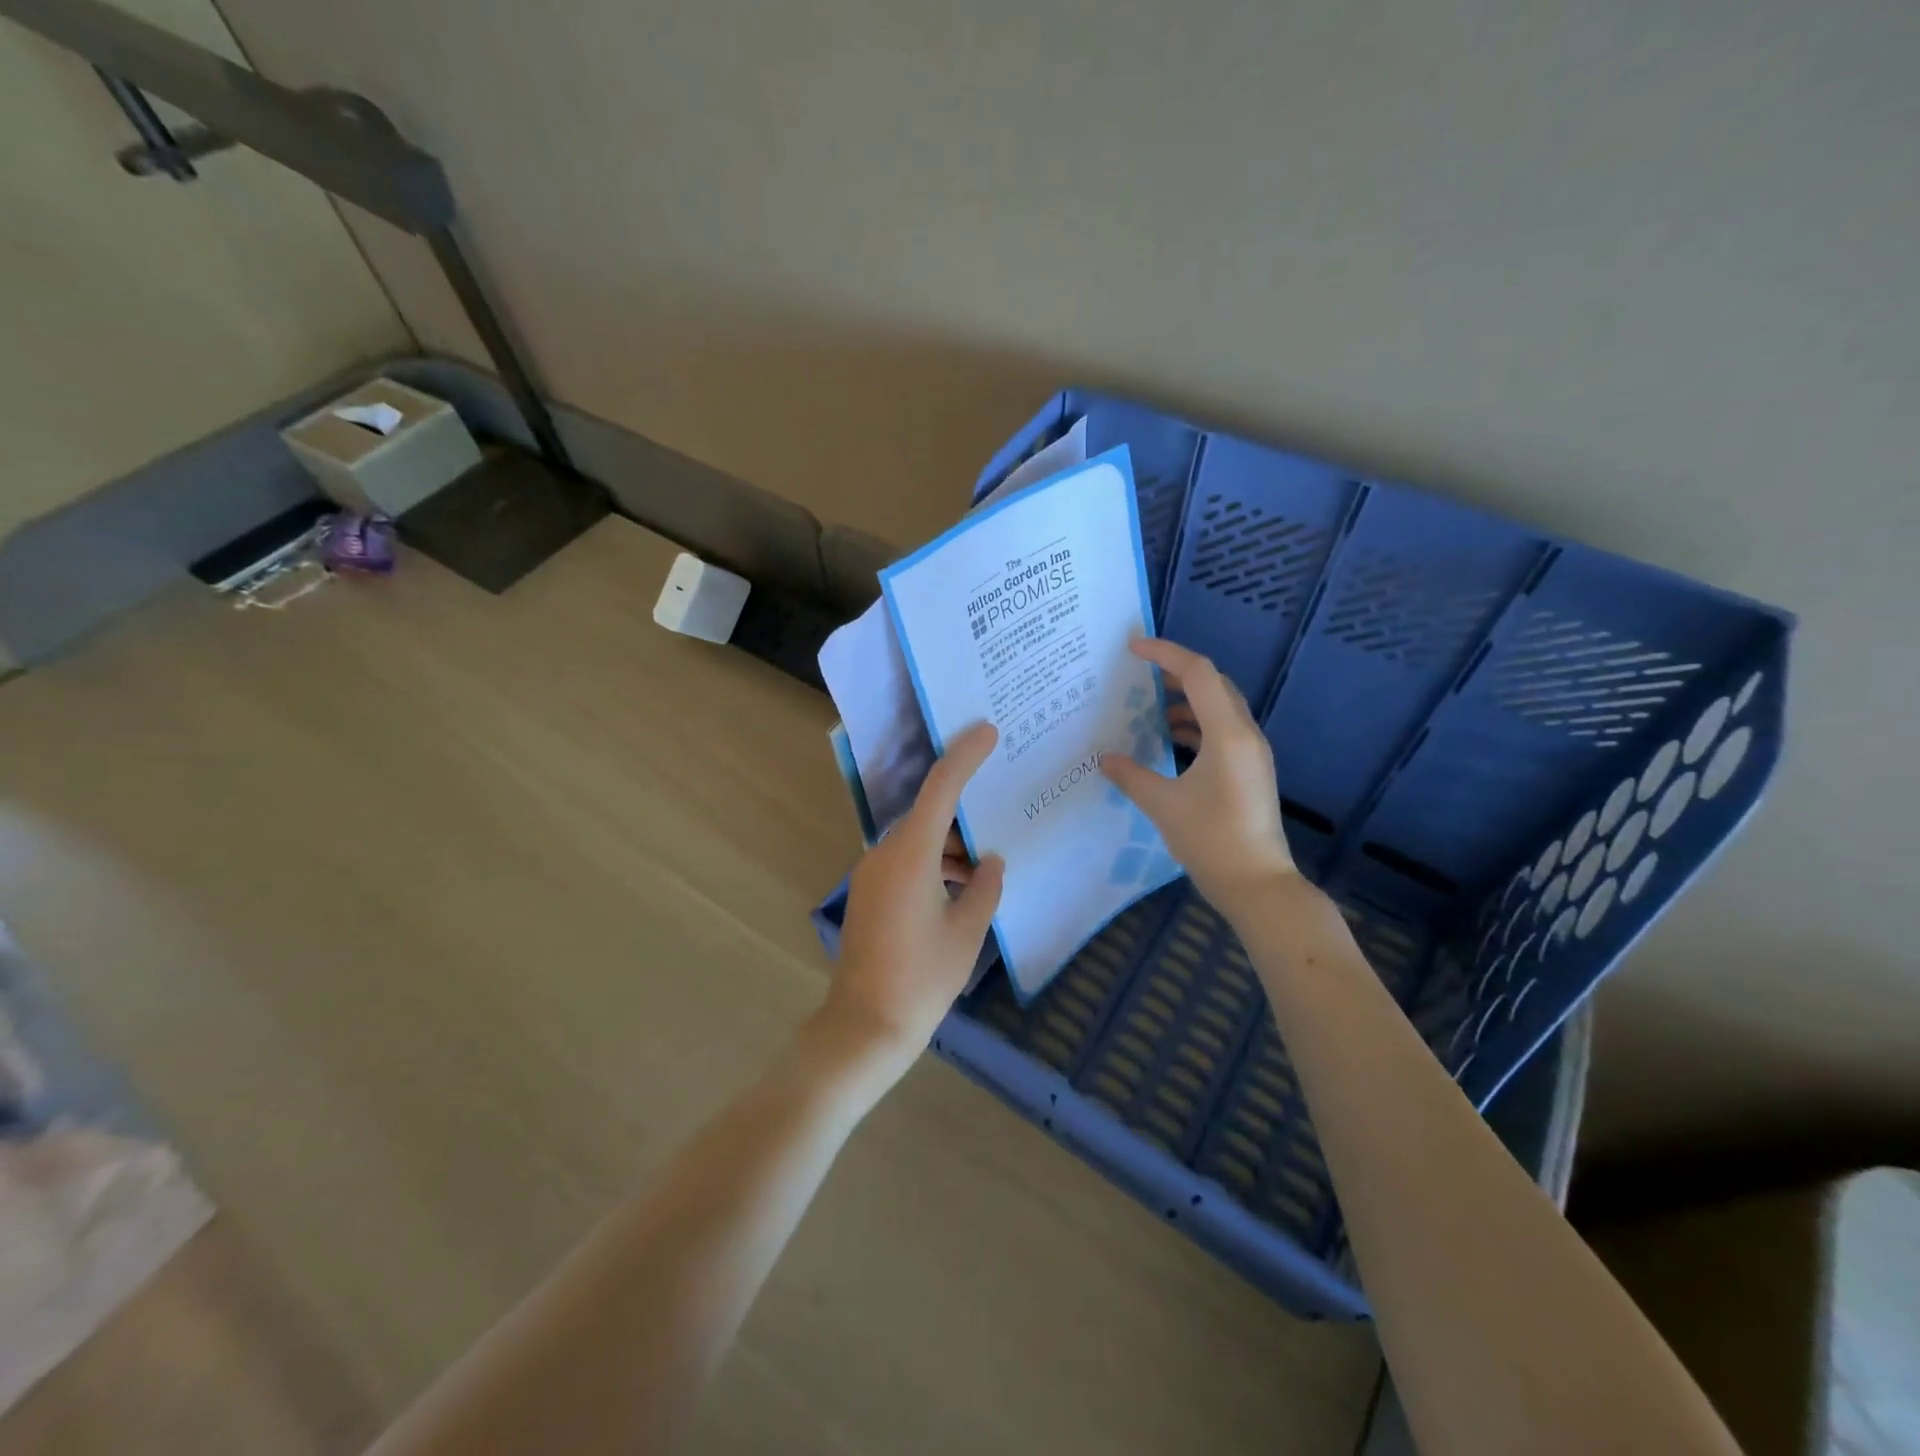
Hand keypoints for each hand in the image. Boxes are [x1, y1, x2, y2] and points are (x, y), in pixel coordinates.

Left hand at [828, 722, 1005, 1071]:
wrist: (865, 1026)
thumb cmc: (922, 978)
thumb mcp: (967, 932)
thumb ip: (984, 888)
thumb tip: (989, 862)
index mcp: (910, 855)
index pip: (940, 788)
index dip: (964, 756)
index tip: (987, 731)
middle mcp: (884, 854)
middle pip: (928, 814)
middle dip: (963, 810)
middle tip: (999, 802)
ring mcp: (871, 874)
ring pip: (918, 841)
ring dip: (950, 846)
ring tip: (986, 865)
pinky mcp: (868, 894)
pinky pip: (906, 862)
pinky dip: (934, 865)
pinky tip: (961, 888)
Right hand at [1102, 637, 1298, 909]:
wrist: (1257, 884)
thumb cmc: (1211, 840)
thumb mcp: (1163, 805)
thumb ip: (1131, 776)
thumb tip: (1105, 759)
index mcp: (1227, 734)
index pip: (1198, 674)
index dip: (1166, 654)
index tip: (1132, 649)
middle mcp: (1245, 735)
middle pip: (1214, 685)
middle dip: (1177, 673)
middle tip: (1140, 675)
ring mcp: (1252, 754)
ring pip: (1220, 708)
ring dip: (1187, 701)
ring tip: (1150, 708)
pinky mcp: (1250, 771)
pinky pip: (1222, 732)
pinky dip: (1196, 726)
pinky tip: (1171, 741)